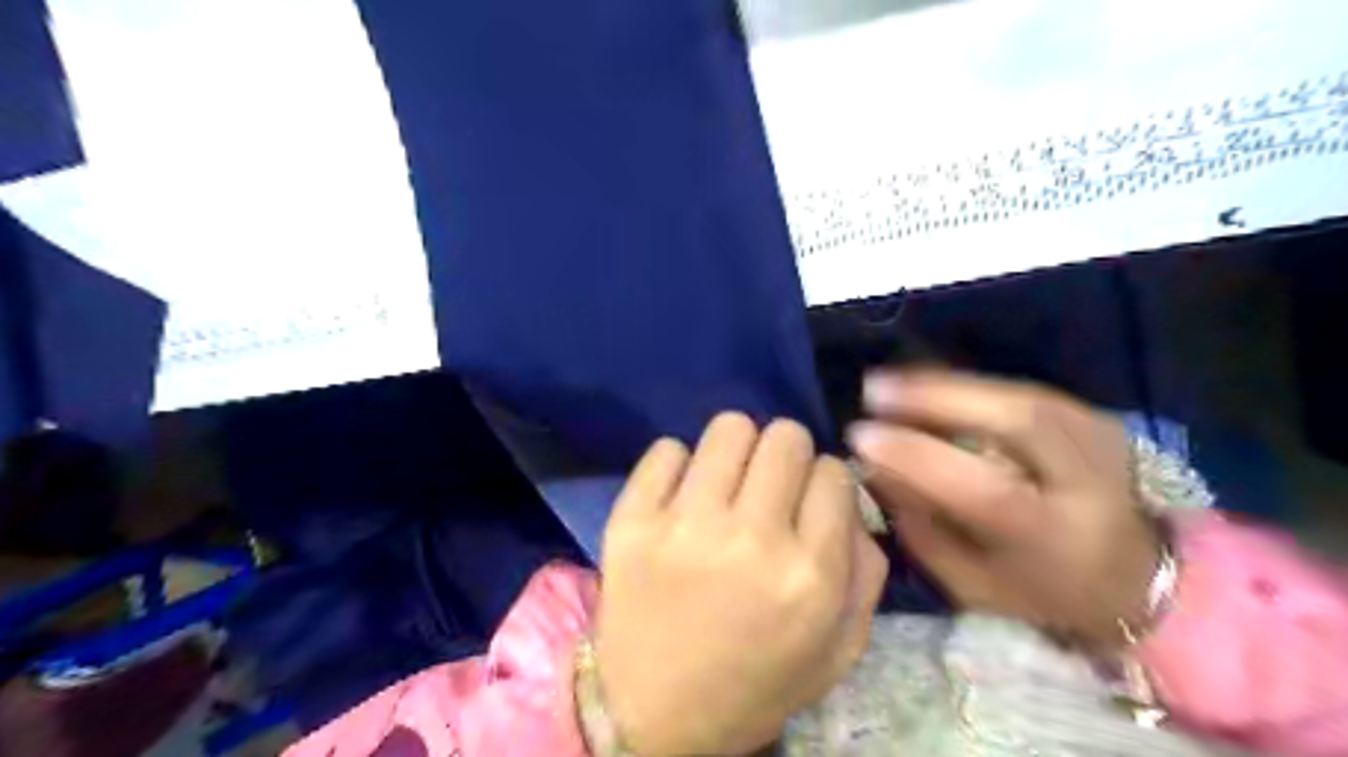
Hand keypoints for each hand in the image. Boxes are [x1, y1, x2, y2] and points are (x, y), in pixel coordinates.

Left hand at [596, 413, 892, 756]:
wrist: (653, 716)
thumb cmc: (755, 683)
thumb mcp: (838, 649)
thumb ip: (865, 570)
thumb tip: (849, 498)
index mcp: (810, 575)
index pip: (834, 473)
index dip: (826, 483)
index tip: (809, 500)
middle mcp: (751, 539)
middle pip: (786, 437)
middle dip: (788, 455)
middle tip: (769, 486)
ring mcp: (685, 525)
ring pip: (730, 427)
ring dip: (738, 449)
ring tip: (726, 483)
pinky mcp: (631, 519)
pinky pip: (666, 449)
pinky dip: (679, 465)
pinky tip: (681, 497)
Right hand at [852, 370, 1157, 646]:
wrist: (1131, 577)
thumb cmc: (1037, 592)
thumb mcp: (970, 581)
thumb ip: (921, 526)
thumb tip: (873, 464)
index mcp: (1057, 540)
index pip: (986, 489)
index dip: (919, 457)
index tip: (861, 436)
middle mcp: (1090, 482)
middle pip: (1018, 421)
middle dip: (936, 398)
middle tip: (873, 391)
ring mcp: (1100, 440)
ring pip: (1017, 395)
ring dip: (945, 386)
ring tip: (888, 385)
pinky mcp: (1094, 417)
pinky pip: (1019, 390)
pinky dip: (968, 386)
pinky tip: (925, 386)